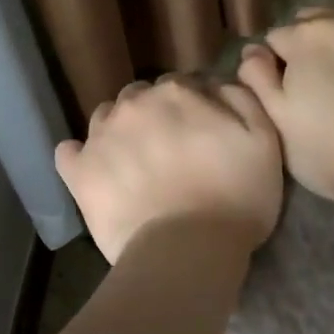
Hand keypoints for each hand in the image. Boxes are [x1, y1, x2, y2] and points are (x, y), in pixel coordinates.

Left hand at [55, 75, 283, 263]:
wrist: (187, 251)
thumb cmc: (236, 198)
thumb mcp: (264, 141)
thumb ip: (241, 99)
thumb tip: (216, 82)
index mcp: (176, 92)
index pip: (179, 85)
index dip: (190, 107)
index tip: (199, 132)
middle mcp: (133, 104)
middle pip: (139, 98)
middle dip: (152, 115)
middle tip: (168, 149)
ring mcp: (100, 137)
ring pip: (105, 118)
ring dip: (119, 132)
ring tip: (134, 163)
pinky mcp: (78, 172)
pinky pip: (69, 152)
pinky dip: (80, 157)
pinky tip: (95, 172)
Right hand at [236, 0, 333, 203]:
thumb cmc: (331, 152)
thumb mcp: (278, 122)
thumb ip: (257, 79)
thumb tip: (252, 50)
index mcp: (304, 38)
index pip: (277, 38)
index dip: (278, 63)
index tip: (288, 87)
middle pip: (315, 17)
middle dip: (311, 40)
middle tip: (320, 78)